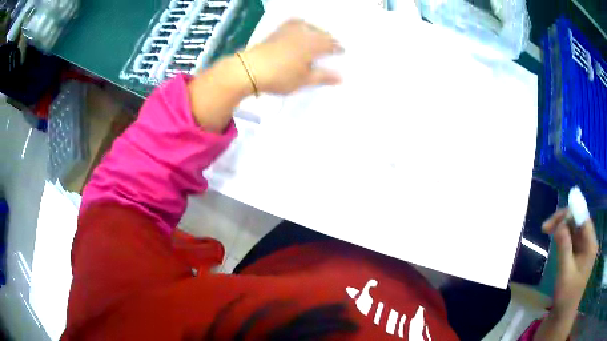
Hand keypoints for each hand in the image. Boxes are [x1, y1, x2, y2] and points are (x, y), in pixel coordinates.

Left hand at [243, 19, 342, 93]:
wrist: (250, 69)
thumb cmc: (280, 76)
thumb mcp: (304, 80)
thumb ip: (323, 77)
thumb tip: (342, 77)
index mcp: (314, 45)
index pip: (332, 44)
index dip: (338, 48)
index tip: (342, 52)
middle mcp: (305, 33)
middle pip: (322, 34)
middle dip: (329, 39)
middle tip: (333, 46)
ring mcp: (290, 29)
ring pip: (310, 27)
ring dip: (317, 31)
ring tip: (319, 38)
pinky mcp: (278, 30)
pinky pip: (295, 23)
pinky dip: (302, 25)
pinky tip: (301, 28)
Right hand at [542, 209, 598, 313]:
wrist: (563, 315)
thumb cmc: (566, 296)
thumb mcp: (565, 273)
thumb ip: (564, 247)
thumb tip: (559, 224)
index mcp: (591, 245)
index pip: (583, 219)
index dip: (570, 213)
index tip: (553, 218)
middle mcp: (589, 242)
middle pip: (578, 221)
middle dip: (563, 220)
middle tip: (545, 227)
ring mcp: (584, 247)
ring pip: (574, 228)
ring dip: (562, 227)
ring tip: (547, 230)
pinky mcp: (579, 253)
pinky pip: (572, 237)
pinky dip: (563, 235)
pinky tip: (554, 237)